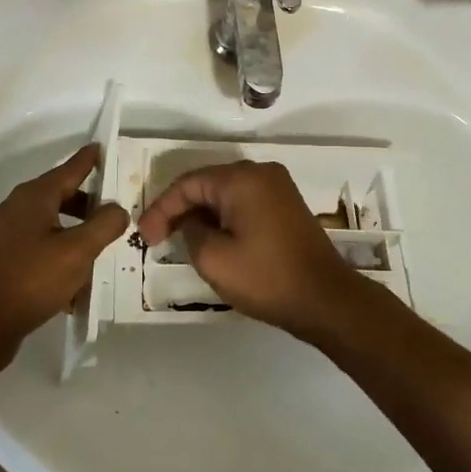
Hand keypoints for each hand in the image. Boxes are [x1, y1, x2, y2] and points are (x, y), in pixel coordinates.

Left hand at [0, 145, 128, 369]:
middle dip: (86, 202)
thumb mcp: (78, 251)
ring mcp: (4, 234)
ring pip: (48, 223)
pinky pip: (36, 246)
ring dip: (73, 231)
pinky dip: (56, 252)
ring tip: (96, 248)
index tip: (102, 148)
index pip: (69, 169)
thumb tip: (117, 209)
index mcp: (34, 197)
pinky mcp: (0, 260)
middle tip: (112, 211)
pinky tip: (72, 279)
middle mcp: (15, 208)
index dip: (88, 160)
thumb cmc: (32, 279)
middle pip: (58, 195)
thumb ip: (103, 225)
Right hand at [136, 161, 361, 339]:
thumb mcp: (214, 258)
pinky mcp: (286, 205)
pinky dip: (224, 217)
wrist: (325, 299)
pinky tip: (212, 238)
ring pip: (226, 194)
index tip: (144, 236)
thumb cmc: (266, 277)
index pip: (188, 184)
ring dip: (201, 214)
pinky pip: (245, 202)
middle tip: (157, 237)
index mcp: (241, 178)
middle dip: (179, 209)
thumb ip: (191, 231)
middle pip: (207, 184)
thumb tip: (191, 221)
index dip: (161, 208)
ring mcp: (278, 187)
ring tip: (179, 240)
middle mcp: (261, 172)